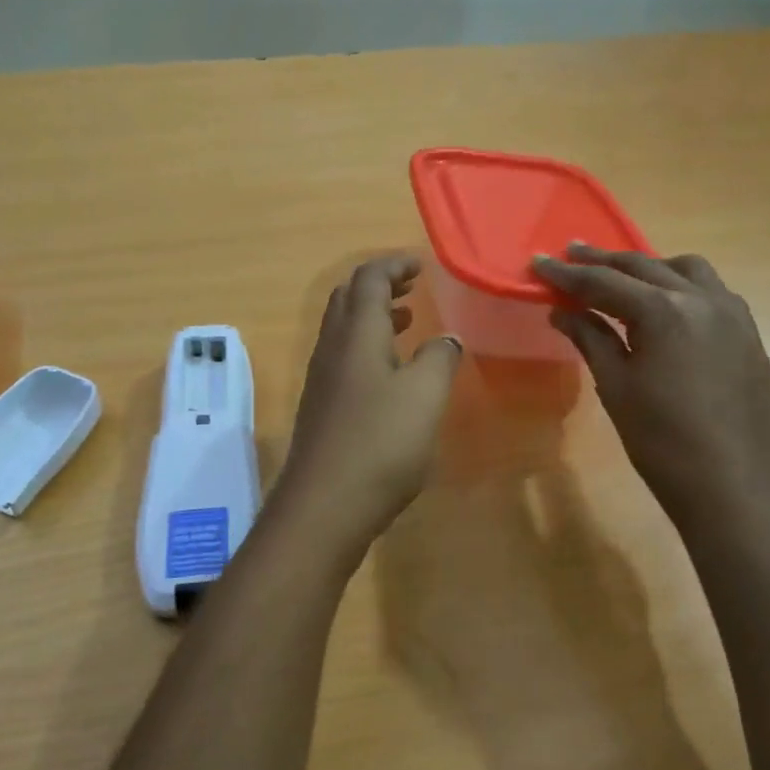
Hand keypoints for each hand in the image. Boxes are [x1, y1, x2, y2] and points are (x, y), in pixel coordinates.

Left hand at [272, 255, 461, 555]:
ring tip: (406, 320)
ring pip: (344, 330)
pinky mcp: (322, 408)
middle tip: (412, 286)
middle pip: (348, 299)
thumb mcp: (424, 396)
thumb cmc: (380, 443)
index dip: (394, 265)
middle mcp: (332, 348)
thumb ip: (439, 359)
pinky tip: (389, 373)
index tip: (421, 264)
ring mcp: (322, 379)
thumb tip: (447, 339)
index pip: (369, 279)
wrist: (325, 505)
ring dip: (373, 316)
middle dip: (379, 284)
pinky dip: (367, 347)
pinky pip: (343, 358)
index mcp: (356, 334)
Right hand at [533, 244, 769, 525]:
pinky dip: (682, 286)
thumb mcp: (617, 388)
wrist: (732, 484)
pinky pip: (712, 292)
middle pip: (644, 266)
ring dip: (650, 267)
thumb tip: (562, 312)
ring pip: (686, 270)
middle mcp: (702, 299)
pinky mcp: (749, 334)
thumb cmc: (661, 441)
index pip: (604, 283)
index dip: (567, 274)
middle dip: (603, 261)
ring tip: (623, 277)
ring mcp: (733, 314)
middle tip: (571, 255)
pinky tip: (668, 306)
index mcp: (664, 312)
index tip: (538, 263)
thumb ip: (591, 339)